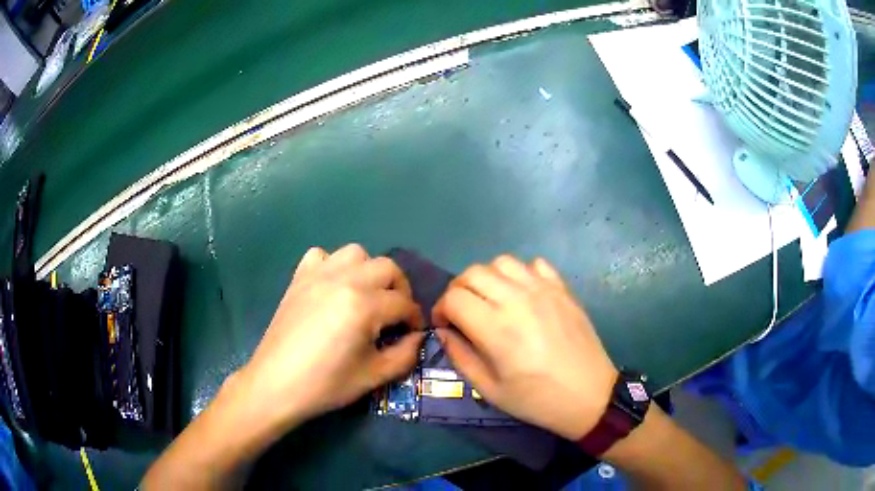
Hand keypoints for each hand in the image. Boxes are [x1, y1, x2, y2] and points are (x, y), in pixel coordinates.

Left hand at [237, 244, 424, 427]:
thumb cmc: (326, 384)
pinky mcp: (299, 278)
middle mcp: (344, 280)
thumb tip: (418, 337)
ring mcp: (318, 275)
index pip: (404, 302)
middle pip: (387, 268)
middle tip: (395, 314)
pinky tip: (332, 288)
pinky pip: (321, 256)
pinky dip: (333, 266)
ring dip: (369, 271)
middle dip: (399, 290)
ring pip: (356, 254)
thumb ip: (405, 354)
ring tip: (366, 296)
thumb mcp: (374, 376)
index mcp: (364, 305)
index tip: (413, 333)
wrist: (276, 384)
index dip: (415, 319)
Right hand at [432, 256, 616, 440]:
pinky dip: (521, 274)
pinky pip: (535, 264)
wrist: (589, 395)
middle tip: (462, 312)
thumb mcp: (490, 389)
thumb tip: (444, 332)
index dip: (440, 309)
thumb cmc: (537, 399)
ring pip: (502, 262)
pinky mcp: (562, 289)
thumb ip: (460, 356)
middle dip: (458, 290)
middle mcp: (517, 300)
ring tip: (491, 300)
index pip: (453, 297)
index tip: (444, 325)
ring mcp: (543, 290)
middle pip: (472, 273)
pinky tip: (523, 295)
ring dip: (487, 278)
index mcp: (496, 328)